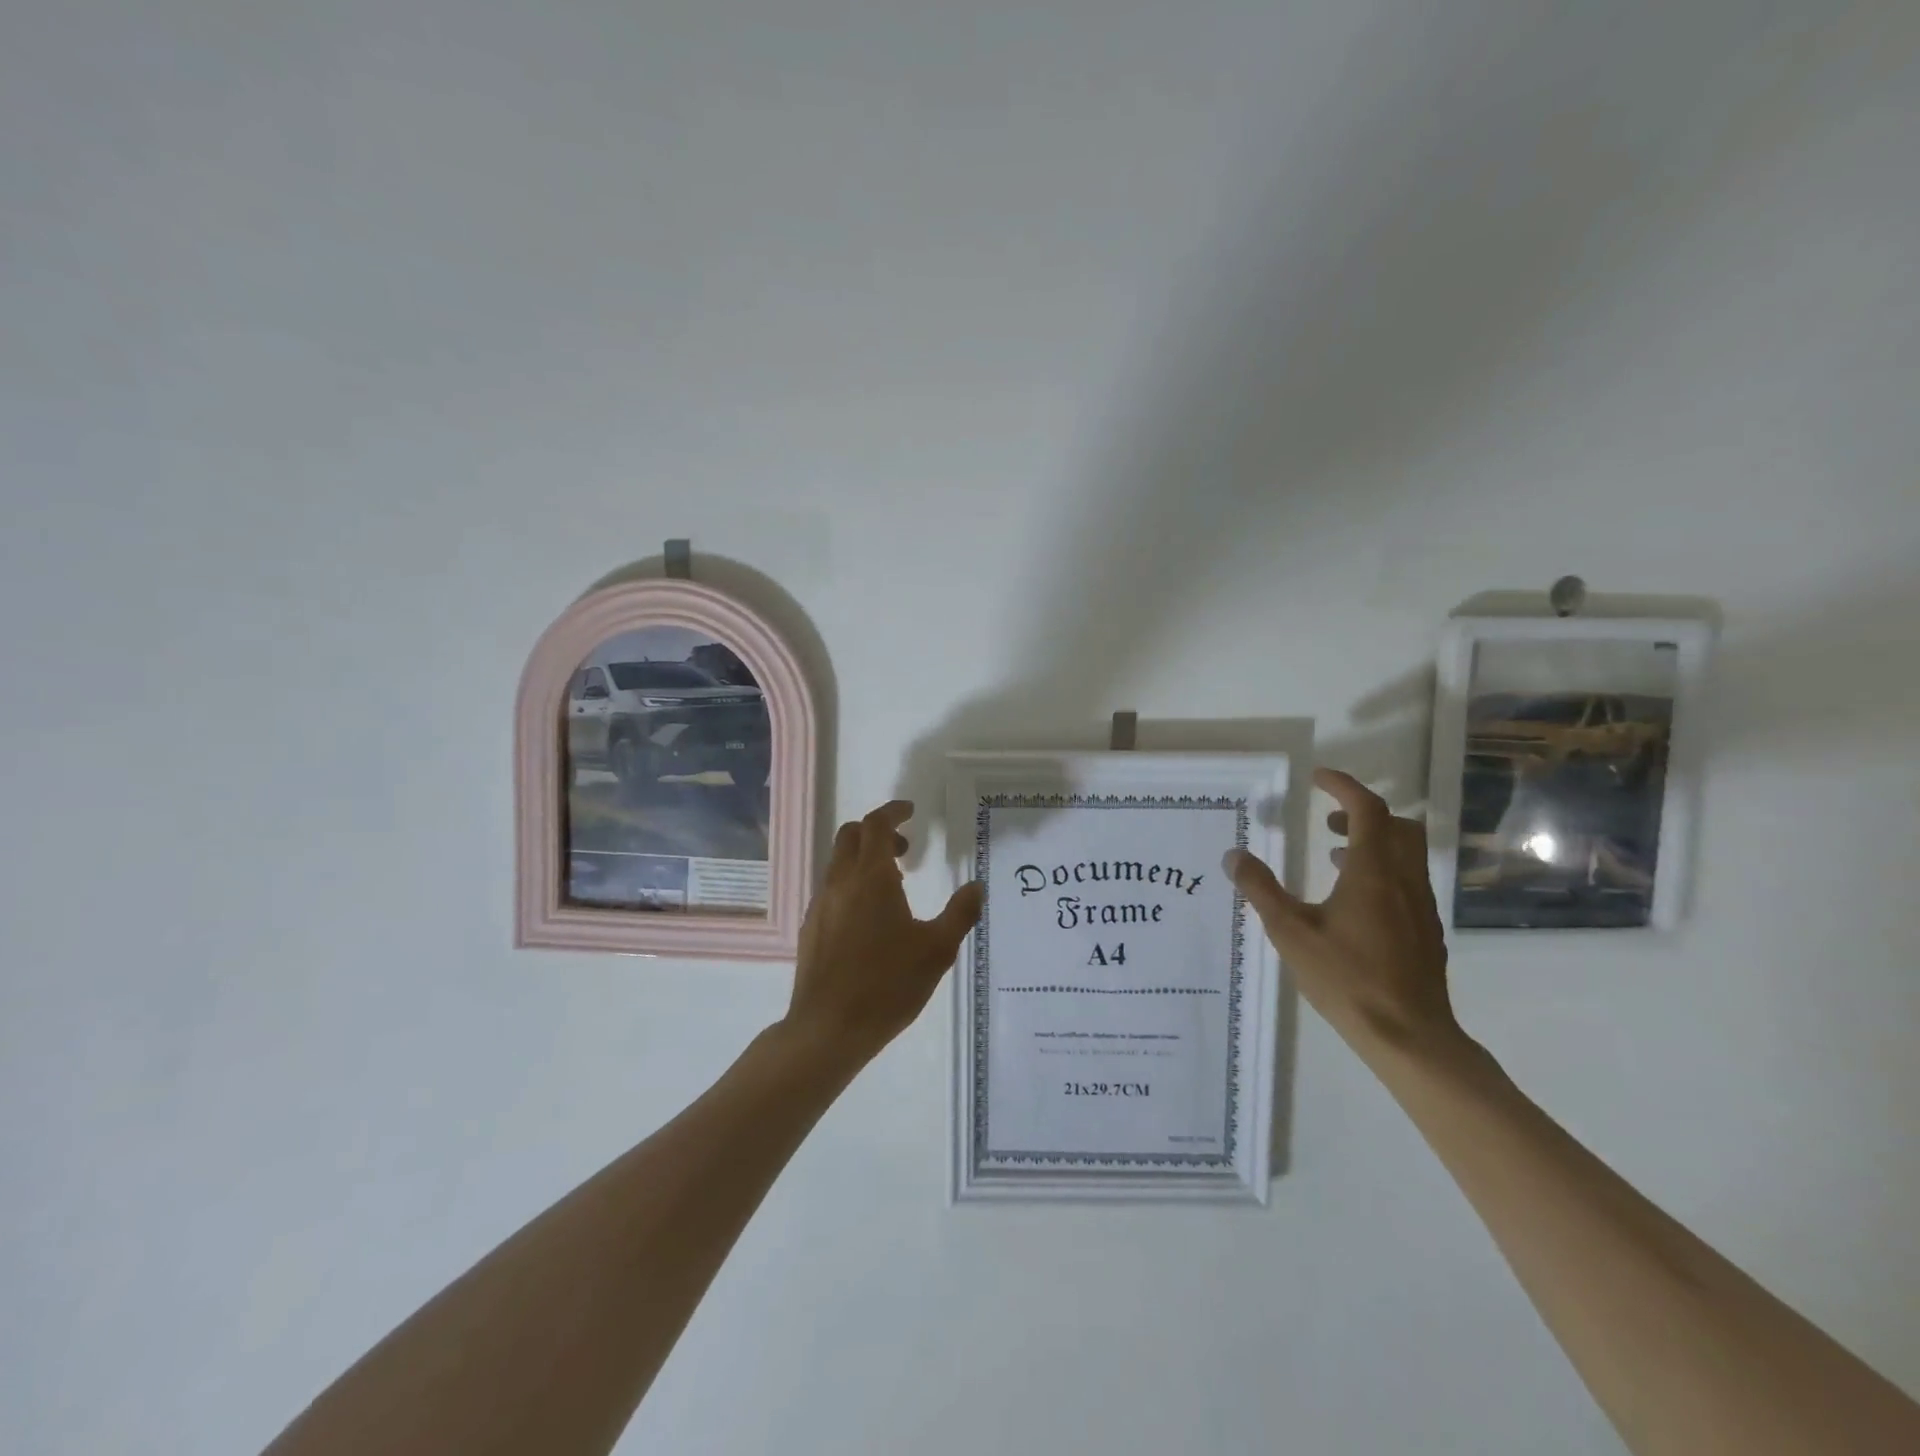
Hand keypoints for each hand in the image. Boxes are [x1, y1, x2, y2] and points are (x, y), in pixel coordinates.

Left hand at [785, 800, 983, 1060]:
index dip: (893, 811)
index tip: (910, 811)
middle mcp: (841, 882)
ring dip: (864, 860)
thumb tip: (976, 887)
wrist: (829, 1028)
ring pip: (838, 863)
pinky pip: (832, 889)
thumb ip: (960, 913)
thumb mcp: (937, 950)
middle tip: (905, 849)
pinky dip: (852, 884)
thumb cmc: (888, 984)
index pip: (876, 825)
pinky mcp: (812, 928)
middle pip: (850, 835)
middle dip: (877, 831)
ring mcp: (821, 905)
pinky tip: (871, 919)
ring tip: (895, 888)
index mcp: (871, 878)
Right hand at [1224, 768, 1458, 1059]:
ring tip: (1333, 857)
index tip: (1318, 778)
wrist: (1409, 1036)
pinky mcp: (1425, 931)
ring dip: (1372, 843)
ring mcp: (1421, 907)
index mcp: (1372, 872)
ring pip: (1405, 855)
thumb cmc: (1346, 978)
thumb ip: (1261, 890)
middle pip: (1396, 826)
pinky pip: (1407, 881)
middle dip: (1362, 813)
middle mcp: (1403, 880)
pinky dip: (1381, 871)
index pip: (1367, 810)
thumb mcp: (1290, 932)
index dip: (1344, 787)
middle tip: (1327, 820)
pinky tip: (1353, 904)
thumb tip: (1234, 856)